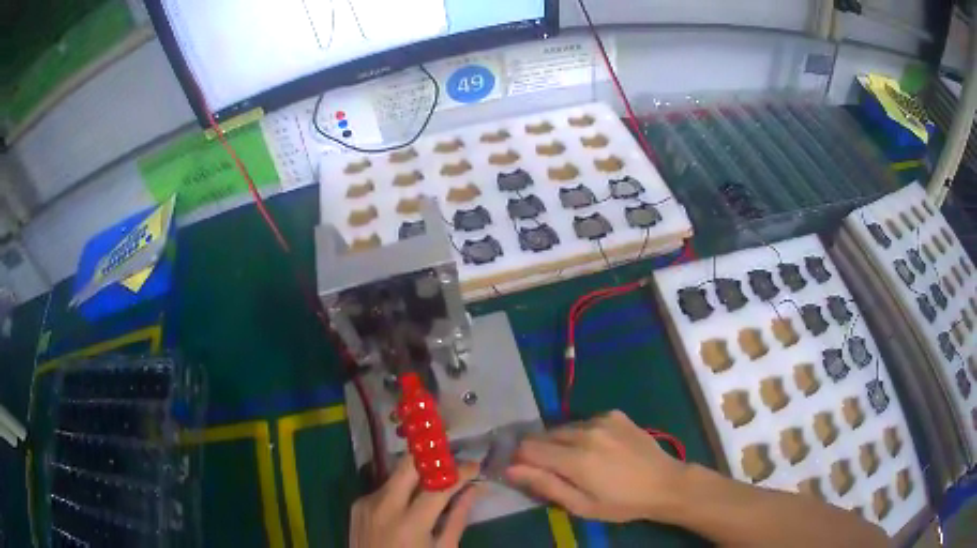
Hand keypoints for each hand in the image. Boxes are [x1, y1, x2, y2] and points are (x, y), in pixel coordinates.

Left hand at [350, 457, 481, 547]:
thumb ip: (457, 519)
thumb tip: (473, 490)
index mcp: (409, 524)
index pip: (438, 486)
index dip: (459, 472)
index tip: (474, 465)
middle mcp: (384, 506)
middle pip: (408, 465)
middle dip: (432, 460)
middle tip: (451, 464)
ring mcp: (366, 503)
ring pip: (395, 475)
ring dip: (416, 476)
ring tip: (434, 484)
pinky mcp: (357, 505)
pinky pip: (383, 489)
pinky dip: (400, 491)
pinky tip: (409, 503)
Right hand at [507, 410, 687, 522]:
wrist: (664, 483)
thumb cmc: (621, 503)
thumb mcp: (581, 506)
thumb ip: (545, 485)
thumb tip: (510, 469)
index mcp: (575, 459)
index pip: (528, 448)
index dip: (520, 459)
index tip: (524, 472)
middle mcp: (585, 432)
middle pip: (543, 435)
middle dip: (539, 451)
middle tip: (553, 470)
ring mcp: (602, 419)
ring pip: (563, 428)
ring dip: (560, 442)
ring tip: (577, 460)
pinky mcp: (614, 414)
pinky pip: (584, 422)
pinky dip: (582, 434)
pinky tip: (598, 448)